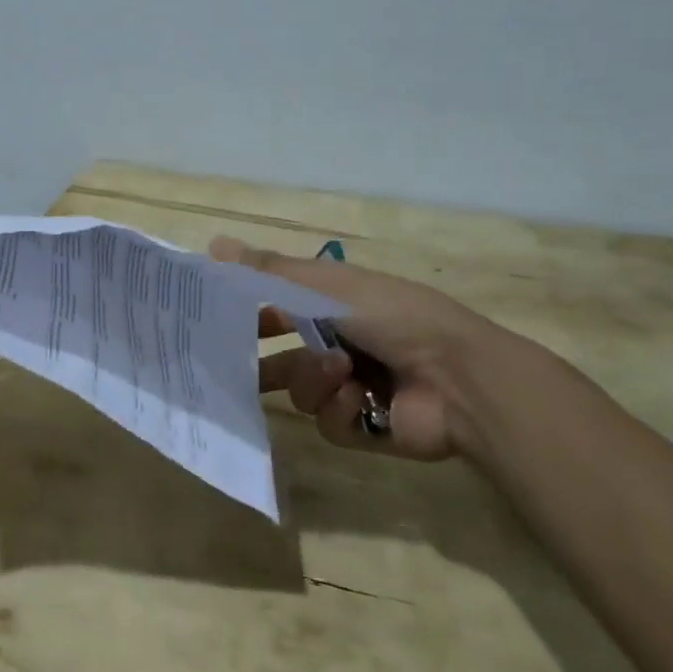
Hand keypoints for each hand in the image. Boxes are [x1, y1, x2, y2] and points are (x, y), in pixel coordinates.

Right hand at [211, 236, 571, 461]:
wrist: (459, 377)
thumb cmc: (394, 316)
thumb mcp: (329, 285)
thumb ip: (271, 271)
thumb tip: (213, 244)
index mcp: (332, 306)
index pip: (275, 309)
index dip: (246, 314)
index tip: (215, 320)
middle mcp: (336, 345)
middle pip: (280, 357)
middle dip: (261, 362)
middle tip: (232, 367)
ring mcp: (348, 388)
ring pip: (298, 390)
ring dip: (315, 378)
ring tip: (344, 372)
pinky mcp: (359, 427)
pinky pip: (324, 421)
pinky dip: (340, 408)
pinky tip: (362, 400)